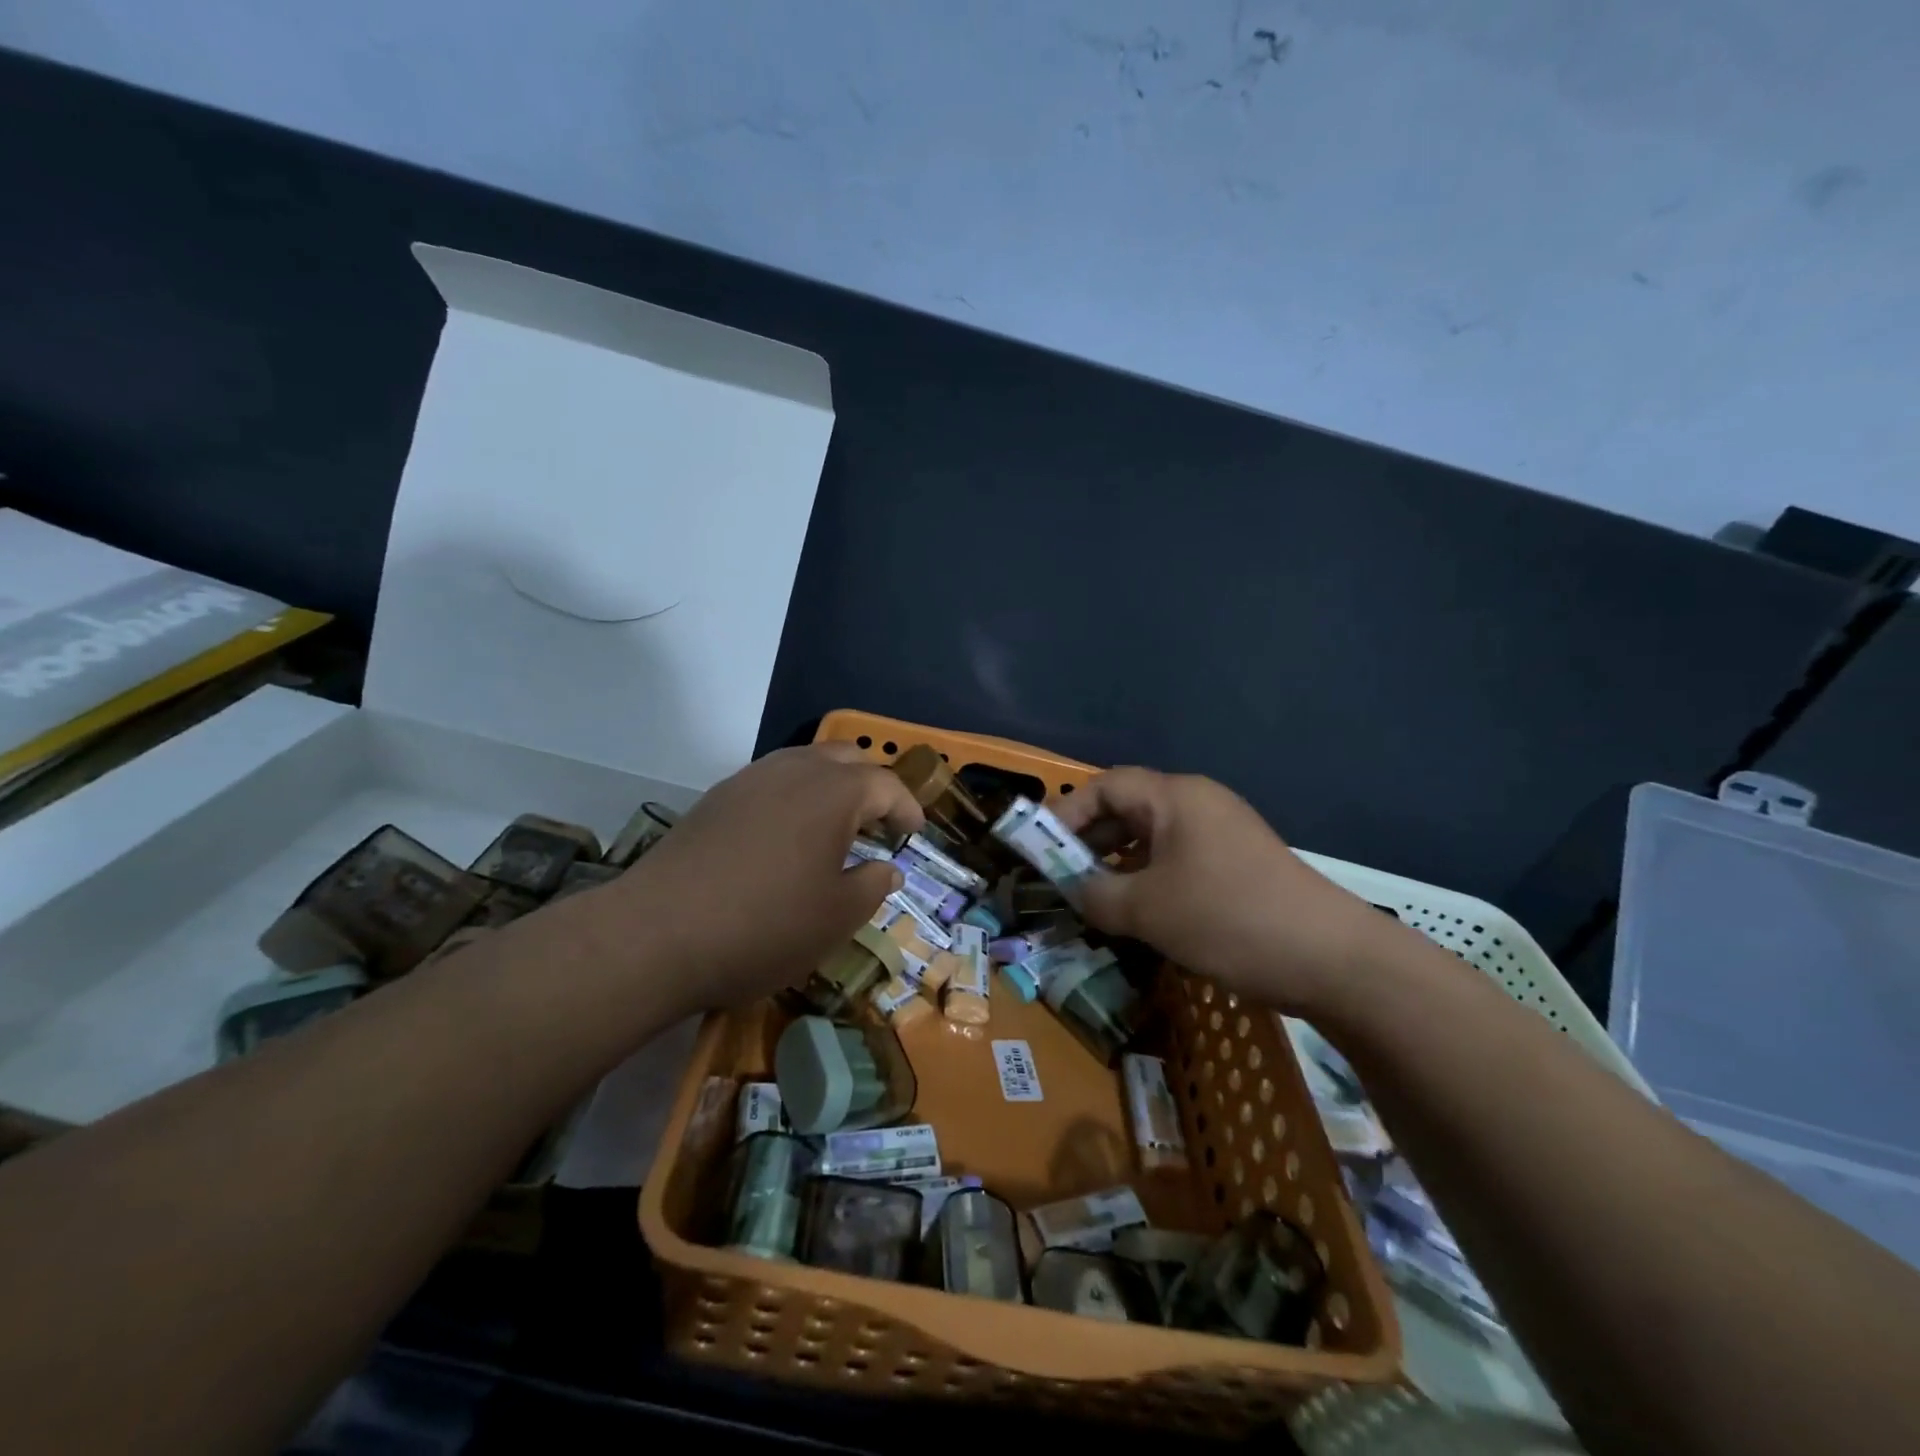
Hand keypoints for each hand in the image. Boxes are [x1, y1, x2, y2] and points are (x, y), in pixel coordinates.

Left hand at [593, 744, 922, 1014]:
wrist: (656, 934)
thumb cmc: (765, 926)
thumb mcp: (836, 918)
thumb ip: (872, 887)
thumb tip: (886, 869)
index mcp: (833, 793)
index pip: (885, 784)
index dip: (906, 807)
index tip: (913, 834)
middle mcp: (793, 771)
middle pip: (845, 759)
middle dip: (870, 785)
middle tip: (878, 823)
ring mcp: (748, 780)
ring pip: (803, 764)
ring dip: (829, 787)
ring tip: (834, 828)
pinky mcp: (714, 799)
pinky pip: (769, 782)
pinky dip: (792, 797)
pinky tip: (784, 838)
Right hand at [1056, 768, 1381, 1012]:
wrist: (1332, 959)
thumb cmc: (1227, 918)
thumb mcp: (1147, 910)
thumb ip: (1097, 896)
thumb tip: (1076, 892)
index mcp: (1176, 797)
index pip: (1106, 786)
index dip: (1067, 813)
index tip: (1040, 849)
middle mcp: (1198, 805)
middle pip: (1129, 809)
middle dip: (1090, 841)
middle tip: (1062, 877)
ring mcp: (1222, 836)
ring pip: (1152, 839)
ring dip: (1118, 865)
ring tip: (1094, 900)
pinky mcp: (1237, 867)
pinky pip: (1177, 861)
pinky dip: (1148, 880)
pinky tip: (1138, 914)